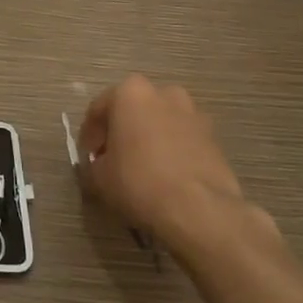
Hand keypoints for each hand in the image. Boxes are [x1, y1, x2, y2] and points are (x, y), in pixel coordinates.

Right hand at [77, 74, 245, 255]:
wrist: (199, 209)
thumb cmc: (139, 182)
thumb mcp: (99, 177)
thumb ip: (95, 163)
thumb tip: (100, 164)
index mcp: (130, 93)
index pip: (98, 110)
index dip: (90, 135)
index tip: (88, 156)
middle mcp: (163, 93)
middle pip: (133, 110)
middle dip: (122, 130)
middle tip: (113, 158)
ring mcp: (193, 112)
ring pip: (161, 122)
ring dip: (150, 137)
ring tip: (143, 167)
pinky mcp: (214, 136)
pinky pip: (182, 138)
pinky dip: (172, 149)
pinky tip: (166, 175)